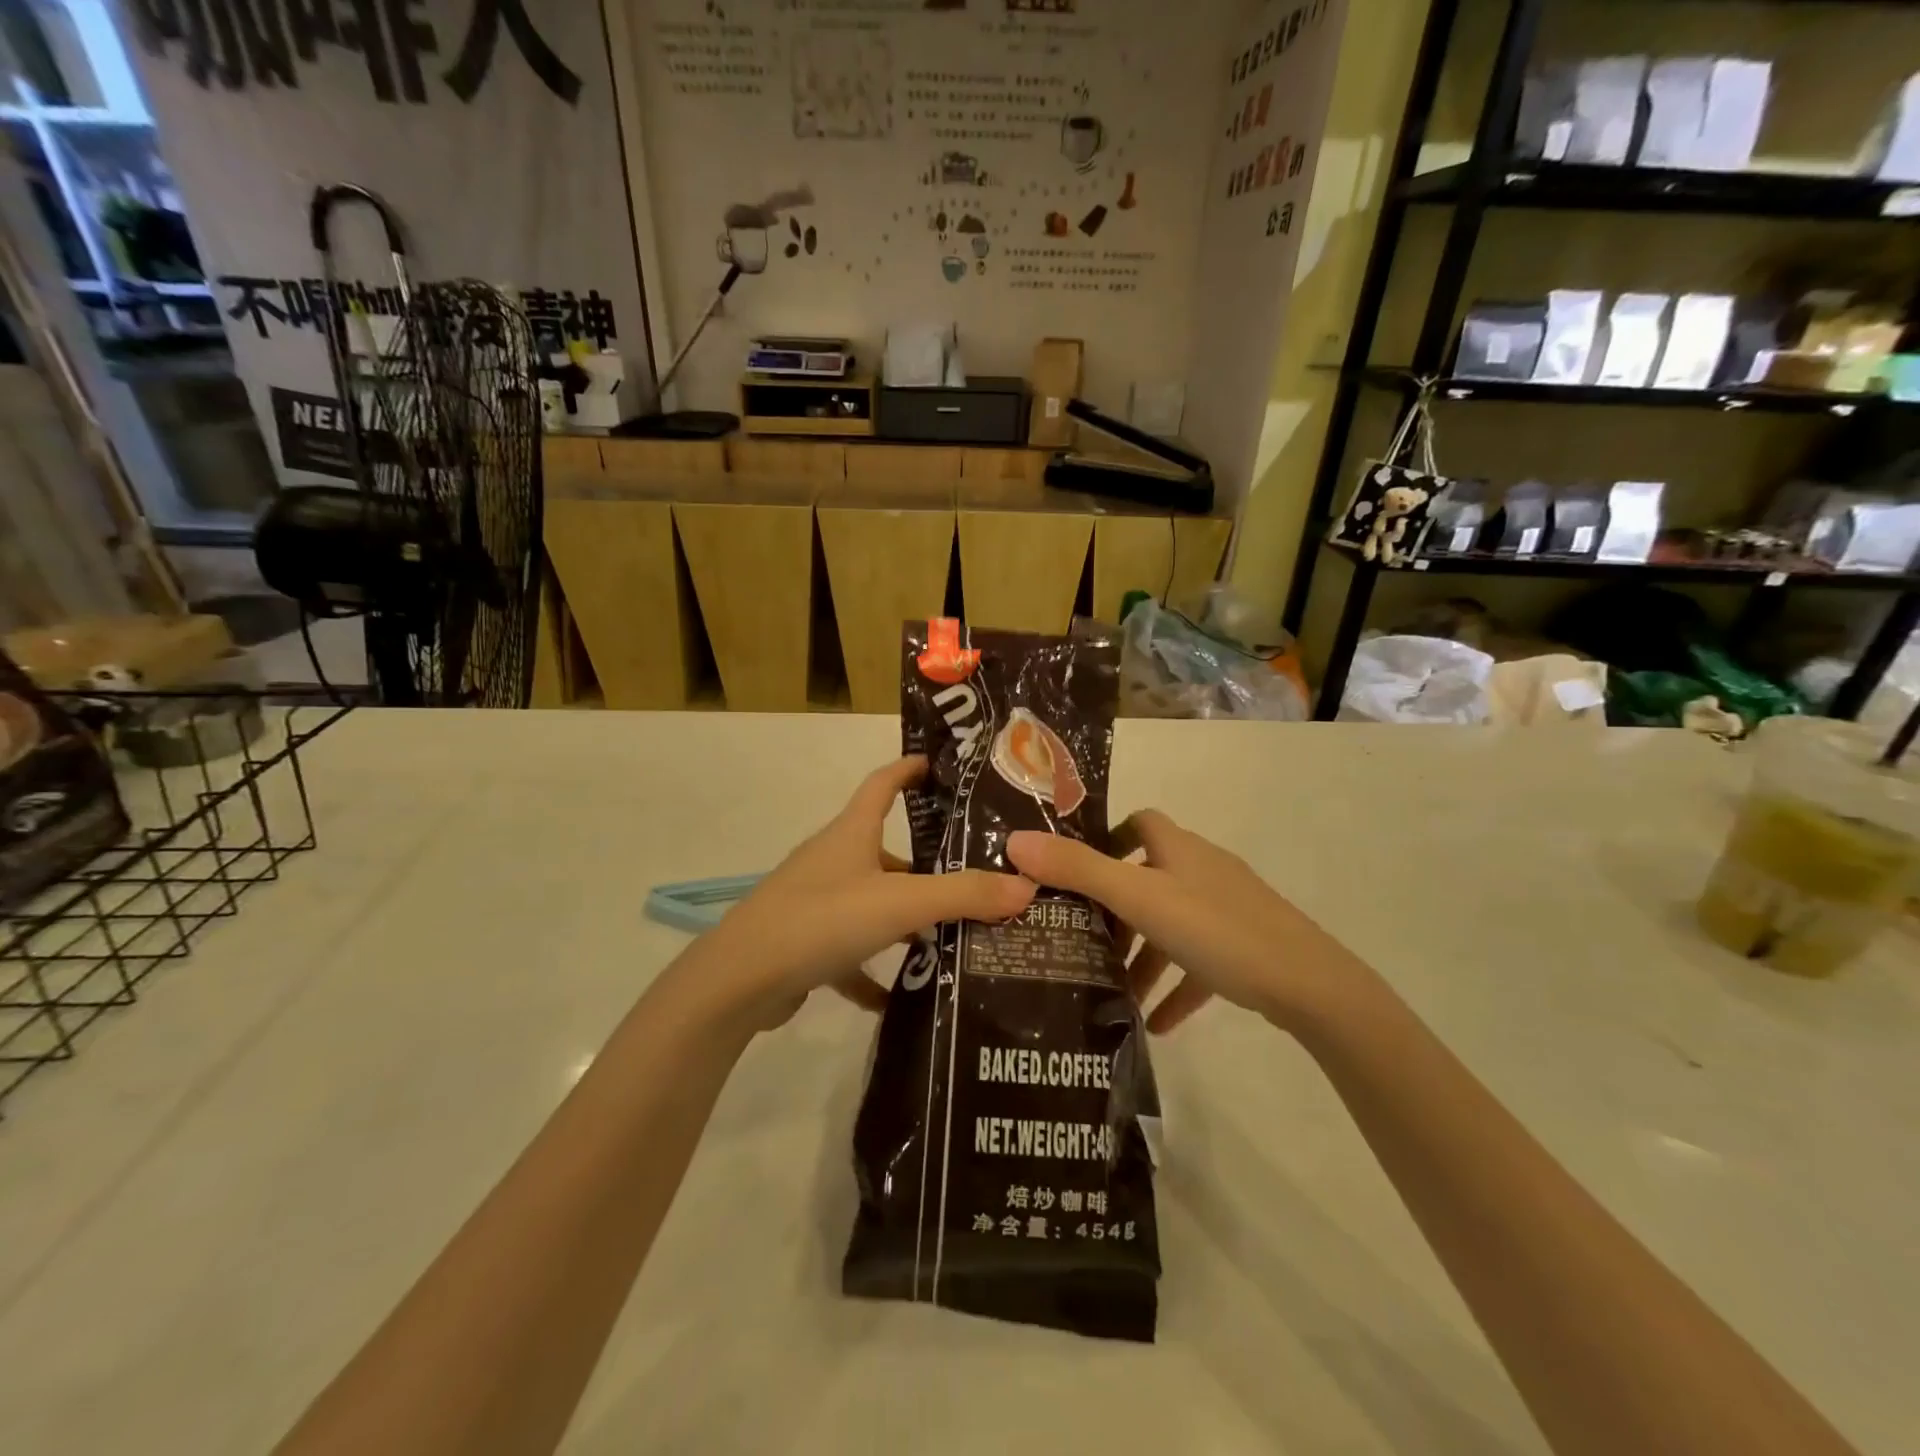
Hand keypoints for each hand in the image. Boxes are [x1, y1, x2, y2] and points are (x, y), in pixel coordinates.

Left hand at [688, 756, 1034, 1030]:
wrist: (739, 981)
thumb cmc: (821, 920)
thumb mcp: (899, 903)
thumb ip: (962, 895)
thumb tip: (1026, 886)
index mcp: (850, 834)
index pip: (882, 784)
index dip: (909, 769)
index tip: (939, 765)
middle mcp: (831, 860)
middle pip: (883, 849)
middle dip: (925, 862)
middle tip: (972, 876)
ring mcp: (815, 903)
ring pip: (871, 902)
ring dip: (905, 918)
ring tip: (951, 935)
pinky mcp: (805, 945)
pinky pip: (850, 953)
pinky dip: (874, 971)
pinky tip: (901, 998)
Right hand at [1006, 811, 1366, 1033]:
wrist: (1311, 986)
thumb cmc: (1217, 929)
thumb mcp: (1139, 899)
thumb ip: (1077, 871)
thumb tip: (1015, 841)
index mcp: (1180, 849)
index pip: (1141, 823)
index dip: (1108, 837)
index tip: (1075, 870)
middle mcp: (1204, 871)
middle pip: (1150, 879)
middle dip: (1117, 910)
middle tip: (1084, 940)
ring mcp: (1229, 910)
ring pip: (1172, 926)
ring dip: (1144, 956)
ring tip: (1114, 990)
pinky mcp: (1246, 949)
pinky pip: (1199, 964)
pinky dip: (1176, 987)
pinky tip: (1158, 1025)